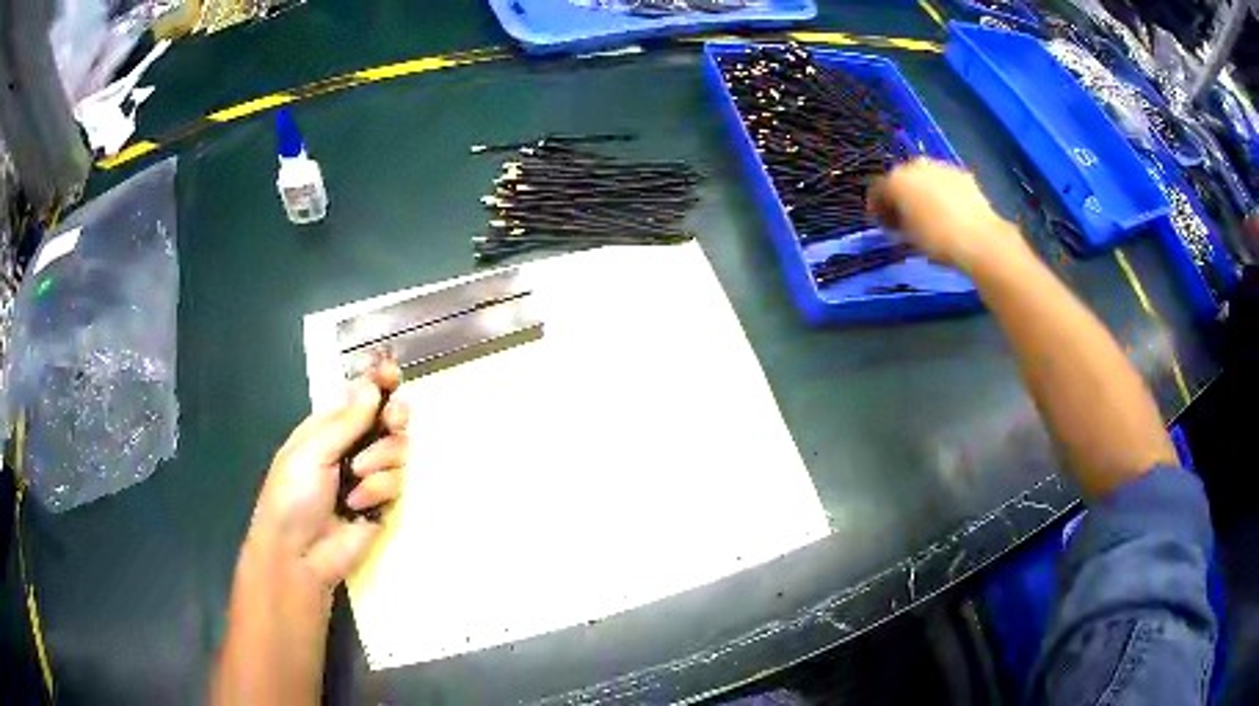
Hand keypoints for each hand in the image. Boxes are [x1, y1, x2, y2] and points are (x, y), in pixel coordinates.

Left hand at [247, 360, 409, 589]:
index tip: (392, 374)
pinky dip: (378, 490)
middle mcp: (352, 446)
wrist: (299, 554)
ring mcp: (369, 474)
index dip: (378, 383)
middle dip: (394, 417)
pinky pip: (397, 482)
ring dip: (380, 460)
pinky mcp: (383, 502)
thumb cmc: (293, 496)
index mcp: (328, 427)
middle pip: (389, 417)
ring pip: (398, 449)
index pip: (360, 397)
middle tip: (391, 422)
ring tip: (356, 477)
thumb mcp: (312, 452)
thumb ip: (346, 421)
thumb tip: (372, 385)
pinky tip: (358, 504)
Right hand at [867, 158, 1020, 270]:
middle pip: (901, 179)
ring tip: (930, 215)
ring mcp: (941, 167)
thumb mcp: (907, 236)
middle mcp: (916, 165)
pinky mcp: (962, 174)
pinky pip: (945, 182)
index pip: (877, 191)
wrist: (979, 239)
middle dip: (901, 196)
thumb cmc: (936, 240)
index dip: (878, 209)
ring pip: (924, 178)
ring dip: (923, 192)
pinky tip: (950, 212)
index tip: (884, 226)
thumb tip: (897, 218)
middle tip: (906, 218)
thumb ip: (897, 222)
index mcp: (896, 180)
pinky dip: (943, 193)